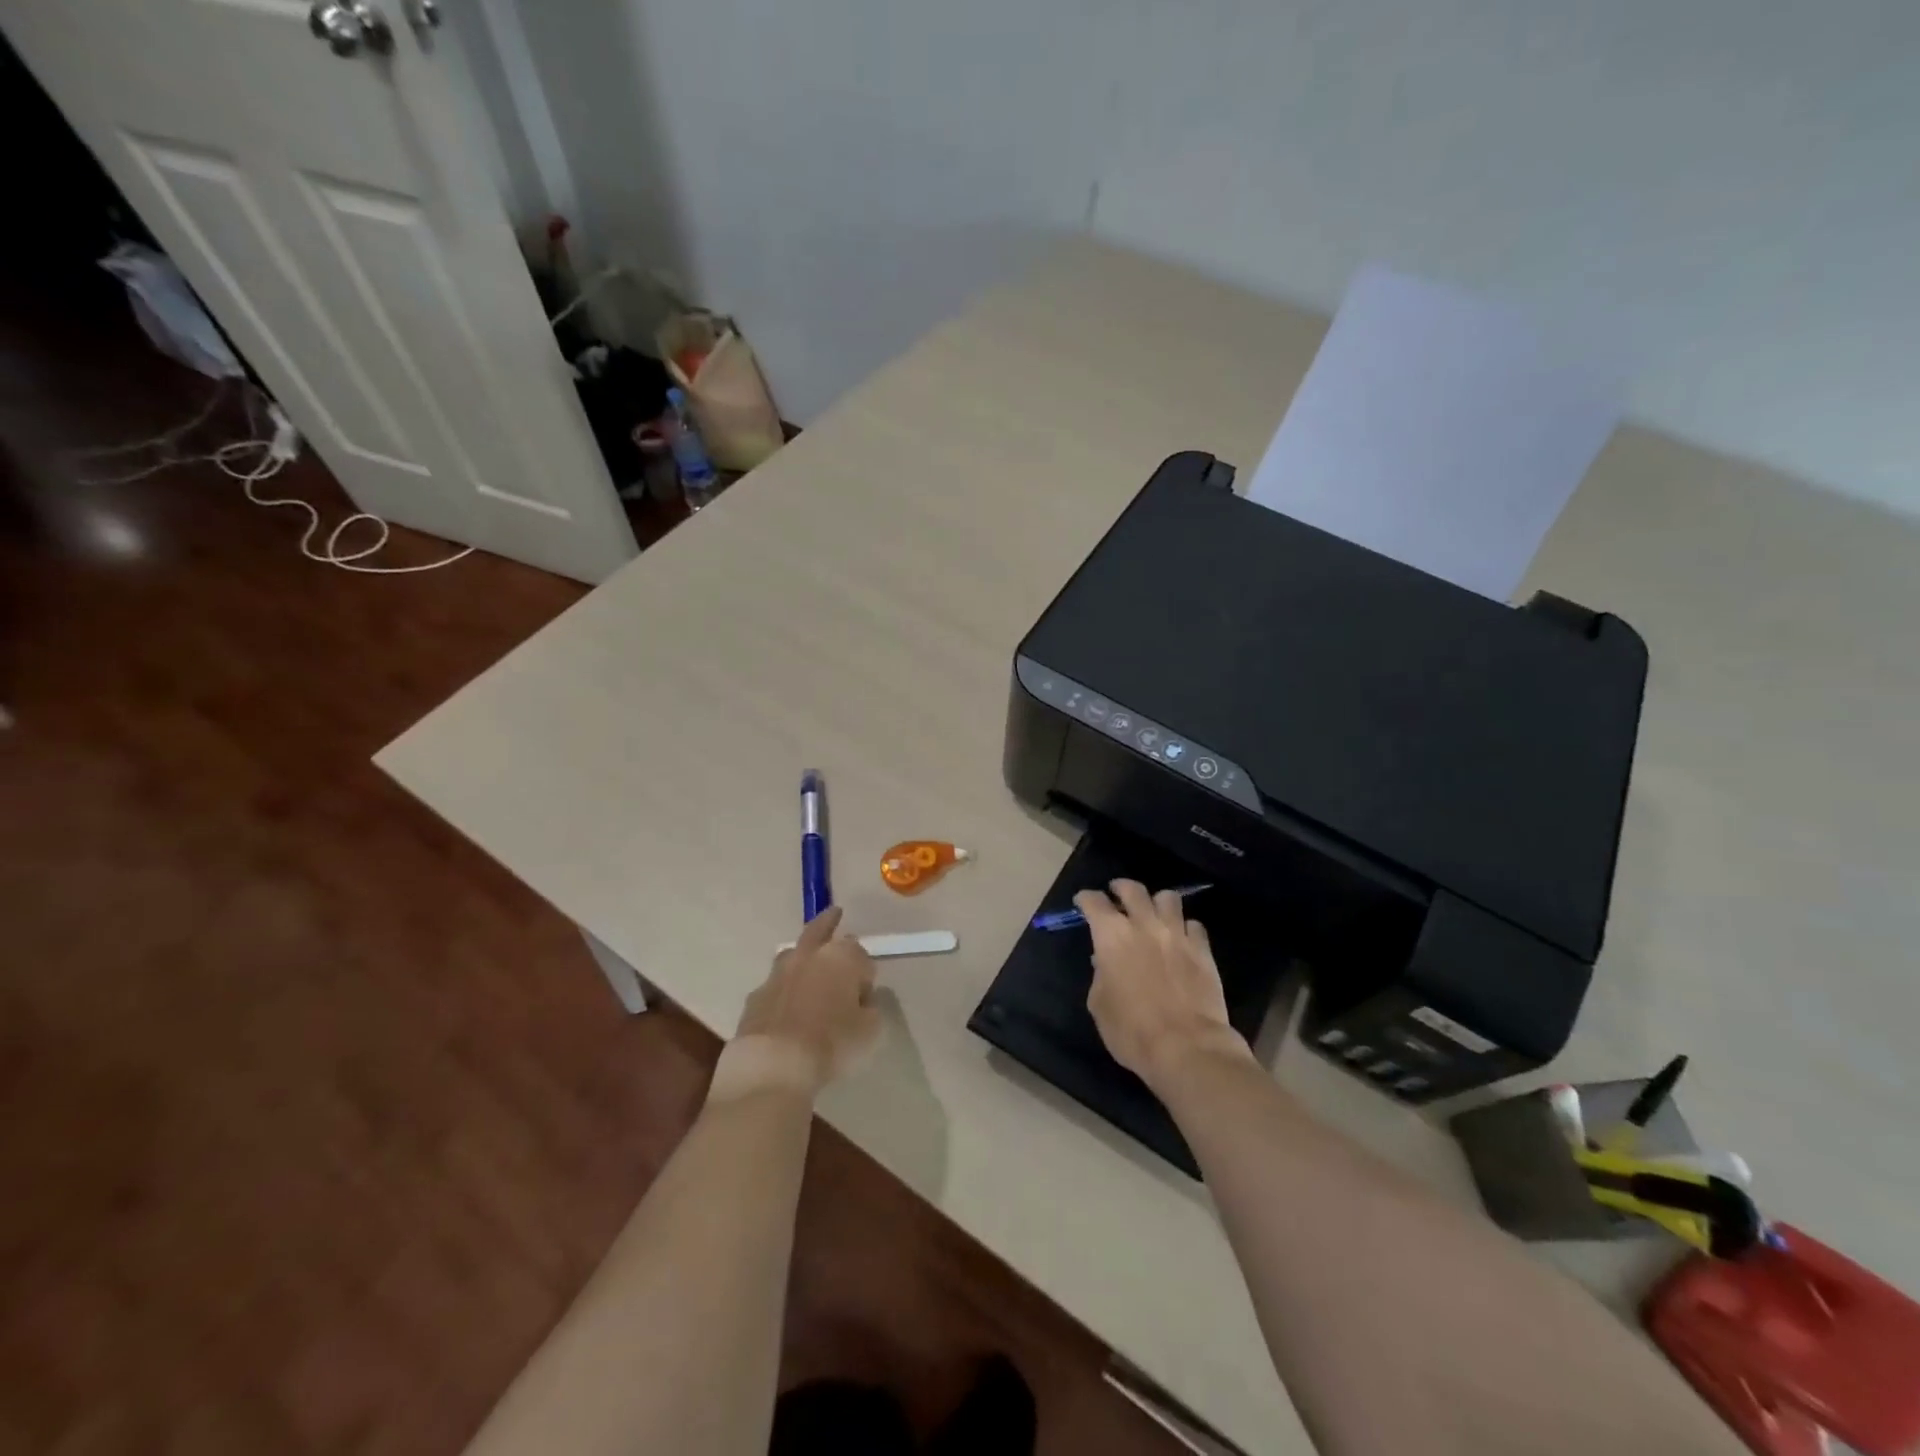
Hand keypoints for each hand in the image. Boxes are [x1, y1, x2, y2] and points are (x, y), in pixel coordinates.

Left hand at [725, 906, 880, 1099]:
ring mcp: (778, 974)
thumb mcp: (869, 1029)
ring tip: (809, 965)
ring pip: (794, 954)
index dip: (865, 972)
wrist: (774, 1064)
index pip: (859, 953)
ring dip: (803, 956)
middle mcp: (808, 956)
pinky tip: (787, 1007)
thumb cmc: (832, 1043)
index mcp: (841, 957)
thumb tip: (861, 1001)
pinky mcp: (756, 996)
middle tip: (835, 914)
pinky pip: (776, 986)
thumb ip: (869, 1008)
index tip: (866, 993)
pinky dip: (784, 990)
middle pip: (820, 930)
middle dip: (829, 922)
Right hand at [1074, 879, 1253, 1092]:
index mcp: (1112, 936)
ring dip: (1157, 902)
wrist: (1187, 1047)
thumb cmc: (1132, 1031)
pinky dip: (1185, 927)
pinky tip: (1181, 939)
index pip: (1094, 902)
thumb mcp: (1100, 1005)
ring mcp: (1177, 934)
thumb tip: (1104, 962)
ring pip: (1168, 898)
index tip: (1083, 902)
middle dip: (1121, 887)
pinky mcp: (1203, 949)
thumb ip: (1100, 976)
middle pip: (1133, 889)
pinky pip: (1194, 924)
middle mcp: (1144, 925)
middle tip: (1117, 894)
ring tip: (1154, 913)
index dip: (1086, 899)